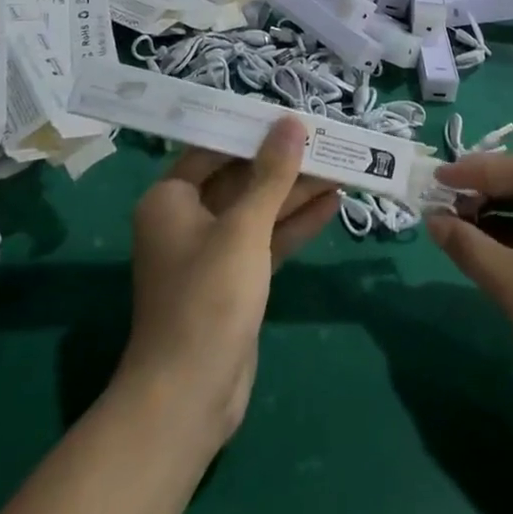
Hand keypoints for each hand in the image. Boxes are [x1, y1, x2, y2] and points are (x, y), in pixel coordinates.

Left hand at [119, 116, 338, 448]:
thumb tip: (291, 123)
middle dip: (284, 163)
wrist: (190, 397)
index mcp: (170, 199)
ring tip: (342, 166)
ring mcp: (213, 252)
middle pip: (241, 178)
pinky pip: (267, 240)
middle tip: (327, 140)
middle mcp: (187, 219)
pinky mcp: (235, 280)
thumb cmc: (208, 299)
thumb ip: (272, 175)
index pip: (214, 148)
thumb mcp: (244, 229)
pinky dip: (295, 224)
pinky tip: (332, 204)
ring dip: (297, 192)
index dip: (253, 131)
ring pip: (259, 210)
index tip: (291, 115)